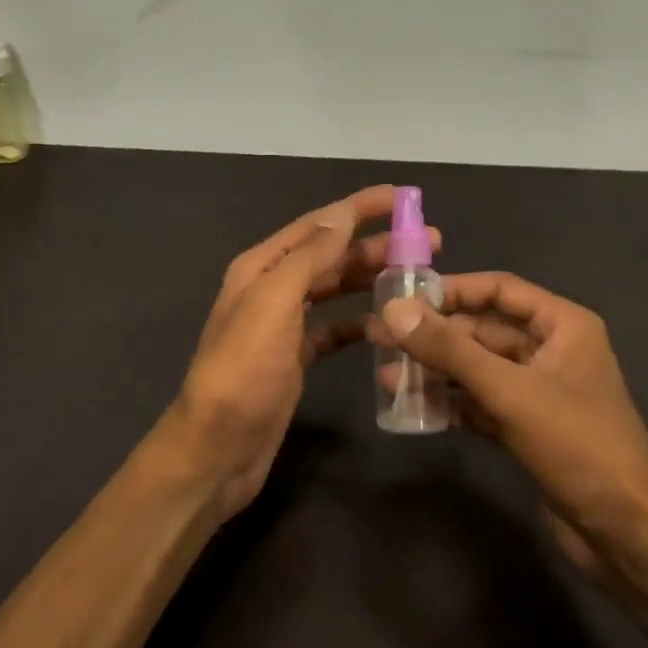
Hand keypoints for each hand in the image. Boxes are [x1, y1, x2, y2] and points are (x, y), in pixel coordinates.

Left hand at [161, 185, 436, 519]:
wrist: (217, 450)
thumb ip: (308, 257)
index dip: (359, 207)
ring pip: (335, 290)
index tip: (402, 197)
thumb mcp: (273, 303)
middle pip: (331, 255)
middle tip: (430, 244)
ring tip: (417, 278)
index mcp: (262, 267)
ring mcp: (285, 325)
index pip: (318, 224)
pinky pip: (334, 330)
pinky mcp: (296, 358)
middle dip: (376, 244)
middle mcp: (272, 288)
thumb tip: (341, 215)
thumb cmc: (244, 370)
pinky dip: (359, 323)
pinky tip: (387, 324)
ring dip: (372, 279)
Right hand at [377, 273, 647, 577]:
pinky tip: (411, 407)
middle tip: (380, 336)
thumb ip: (450, 350)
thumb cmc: (577, 445)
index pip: (499, 289)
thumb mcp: (509, 391)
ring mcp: (539, 391)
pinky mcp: (528, 429)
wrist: (627, 534)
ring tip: (385, 374)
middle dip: (435, 335)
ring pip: (478, 369)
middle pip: (483, 330)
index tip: (404, 298)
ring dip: (436, 371)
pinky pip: (481, 403)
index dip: (452, 290)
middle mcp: (551, 350)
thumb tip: (393, 311)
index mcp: (562, 325)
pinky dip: (450, 403)